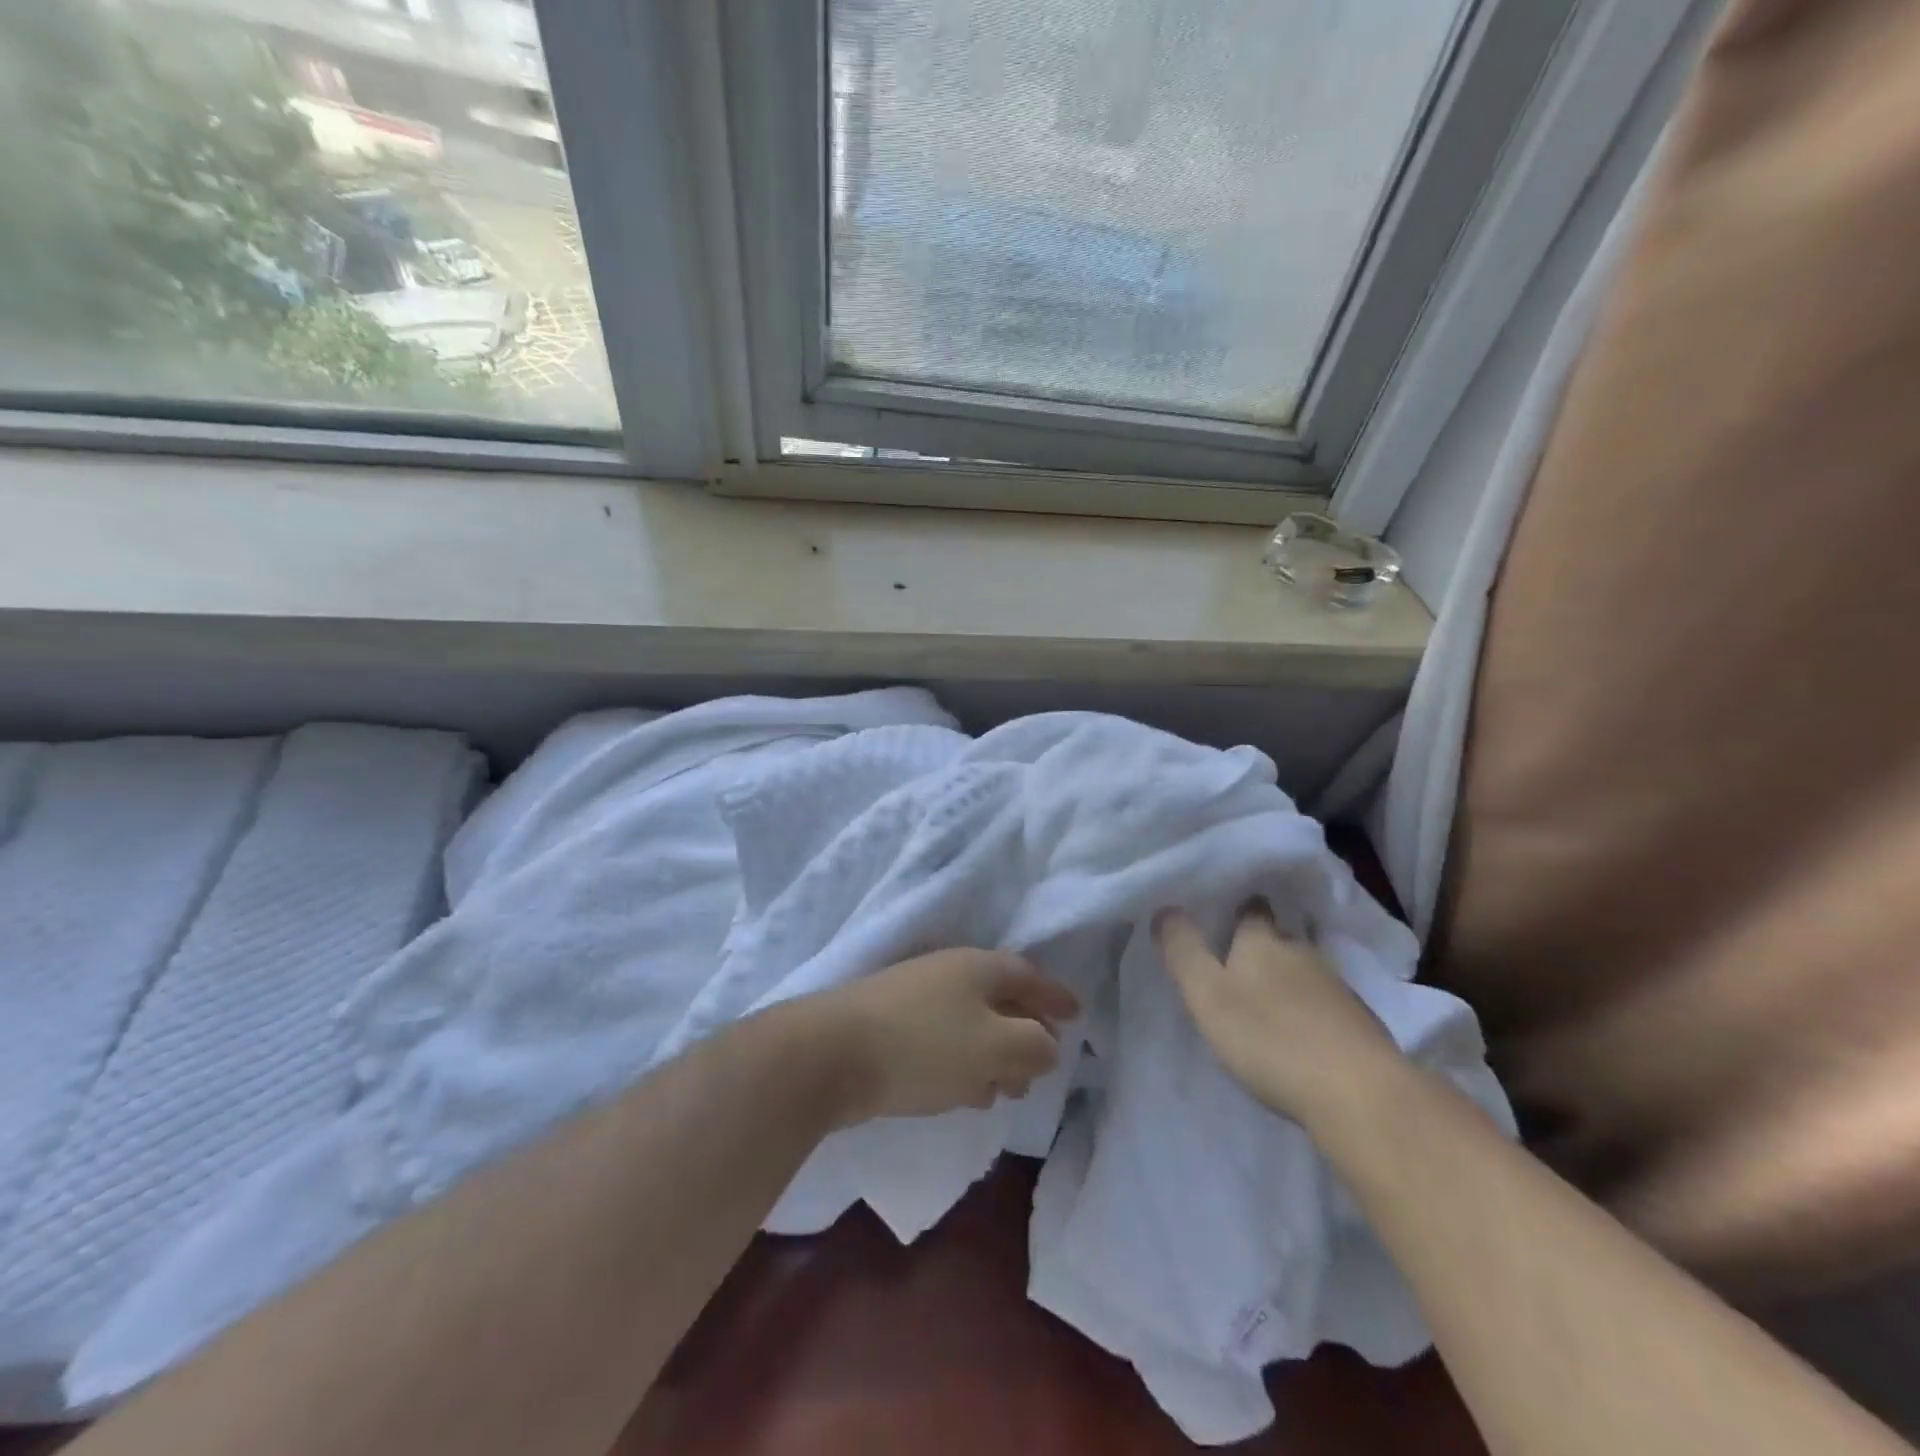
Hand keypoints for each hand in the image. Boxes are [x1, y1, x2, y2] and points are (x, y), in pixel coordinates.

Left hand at [805, 949, 1080, 1126]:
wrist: (830, 1054)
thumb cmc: (923, 1045)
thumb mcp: (994, 1046)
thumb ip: (1033, 1045)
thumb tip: (1050, 1044)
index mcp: (977, 967)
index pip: (1027, 975)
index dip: (1054, 995)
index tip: (1077, 1013)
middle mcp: (947, 974)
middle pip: (999, 999)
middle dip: (1026, 1032)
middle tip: (1045, 1062)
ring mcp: (915, 999)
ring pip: (971, 1025)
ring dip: (995, 1055)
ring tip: (1011, 1089)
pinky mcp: (891, 1028)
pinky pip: (944, 1043)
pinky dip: (965, 1064)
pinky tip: (969, 1093)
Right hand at [1155, 902, 1401, 1125]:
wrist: (1359, 1094)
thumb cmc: (1270, 1039)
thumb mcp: (1207, 995)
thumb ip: (1183, 951)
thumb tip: (1165, 908)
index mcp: (1262, 941)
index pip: (1251, 910)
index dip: (1239, 909)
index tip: (1226, 913)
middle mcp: (1301, 953)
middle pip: (1279, 940)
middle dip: (1261, 947)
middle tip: (1237, 962)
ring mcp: (1337, 988)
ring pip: (1304, 972)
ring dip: (1287, 981)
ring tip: (1266, 1000)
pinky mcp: (1361, 1024)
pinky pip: (1326, 1005)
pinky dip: (1311, 1011)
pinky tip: (1302, 1033)